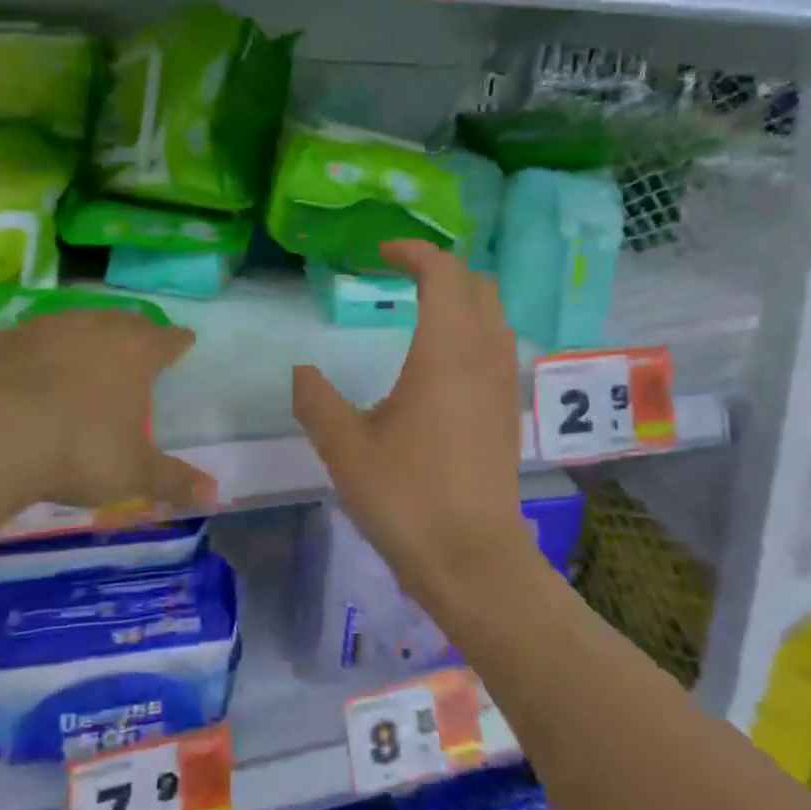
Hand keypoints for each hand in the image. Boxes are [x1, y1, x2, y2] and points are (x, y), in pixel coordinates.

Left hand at [0, 310, 216, 521]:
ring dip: (86, 333)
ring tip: (87, 349)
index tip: (185, 341)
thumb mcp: (132, 474)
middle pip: (123, 320)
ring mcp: (43, 328)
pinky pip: (28, 338)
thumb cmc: (76, 449)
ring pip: (75, 321)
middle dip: (136, 329)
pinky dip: (37, 349)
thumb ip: (174, 481)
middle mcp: (92, 328)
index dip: (178, 341)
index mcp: (133, 352)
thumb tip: (215, 494)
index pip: (166, 339)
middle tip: (140, 340)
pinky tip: (29, 367)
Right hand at [292, 242, 535, 617]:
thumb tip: (302, 371)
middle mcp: (484, 354)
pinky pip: (498, 345)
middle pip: (477, 284)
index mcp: (445, 349)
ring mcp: (503, 382)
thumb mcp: (345, 447)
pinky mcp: (509, 410)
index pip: (442, 272)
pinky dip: (474, 329)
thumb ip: (316, 400)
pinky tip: (443, 361)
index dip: (413, 251)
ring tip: (421, 310)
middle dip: (442, 268)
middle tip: (402, 276)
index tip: (382, 253)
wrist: (471, 558)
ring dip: (462, 298)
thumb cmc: (406, 496)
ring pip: (494, 313)